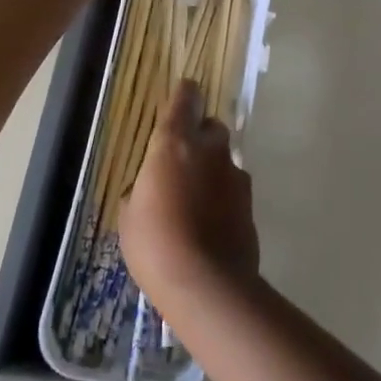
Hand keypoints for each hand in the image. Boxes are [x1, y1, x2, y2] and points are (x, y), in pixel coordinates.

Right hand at [122, 80, 259, 305]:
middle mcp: (209, 149)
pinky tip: (211, 222)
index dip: (184, 95)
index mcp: (174, 142)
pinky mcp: (250, 203)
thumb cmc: (154, 243)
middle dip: (200, 136)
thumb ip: (143, 189)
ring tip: (196, 200)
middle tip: (182, 162)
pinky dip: (224, 197)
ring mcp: (234, 174)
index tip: (180, 100)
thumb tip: (149, 189)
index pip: (185, 97)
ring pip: (224, 158)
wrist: (206, 285)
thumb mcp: (130, 214)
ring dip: (212, 169)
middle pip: (211, 126)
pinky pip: (233, 188)